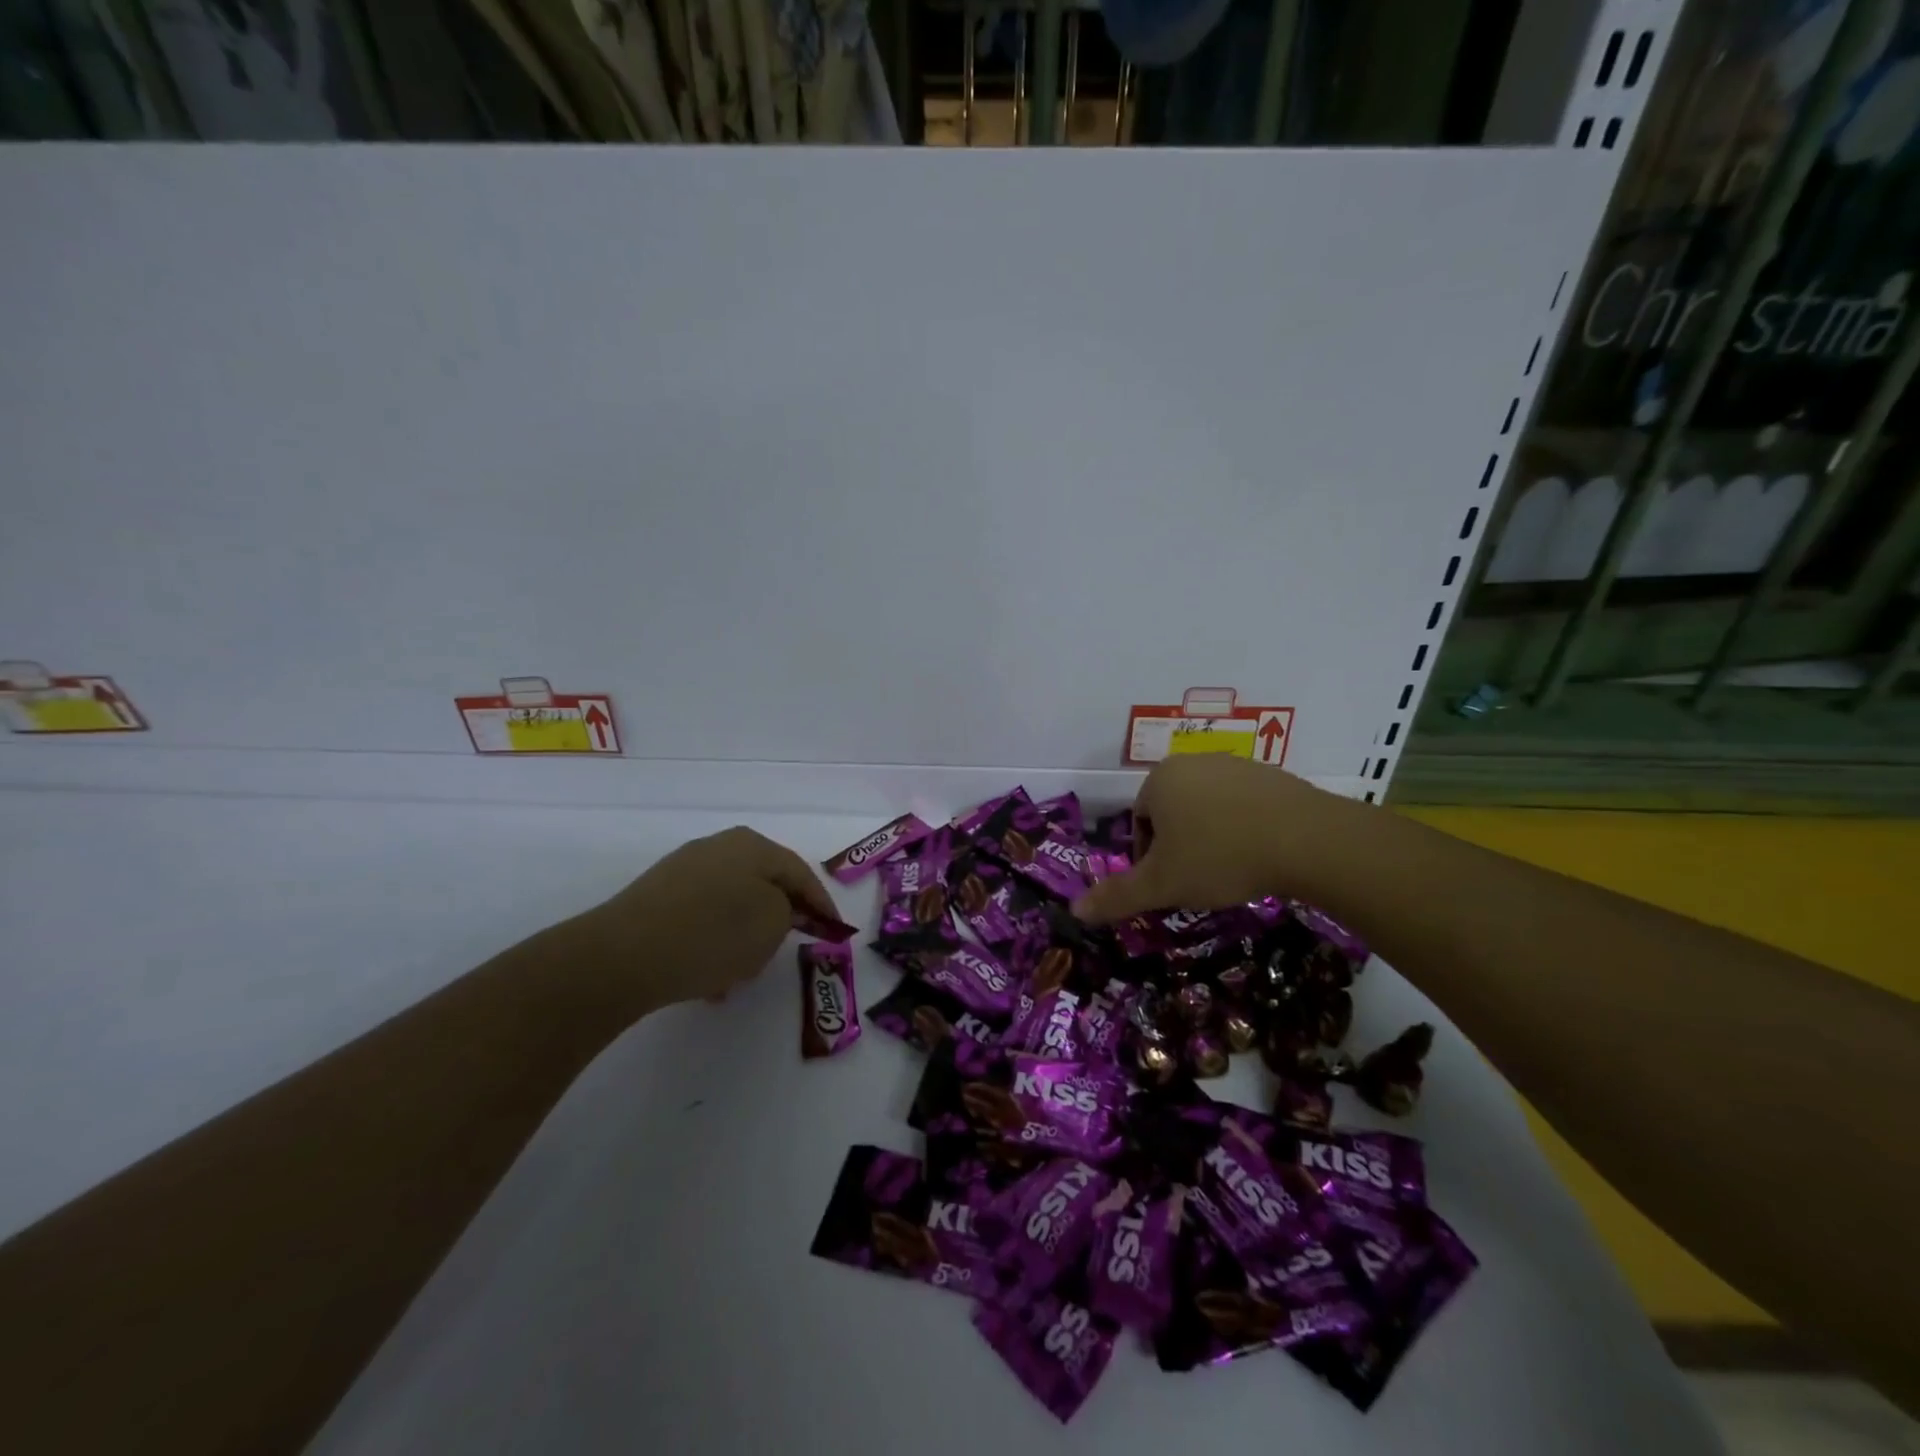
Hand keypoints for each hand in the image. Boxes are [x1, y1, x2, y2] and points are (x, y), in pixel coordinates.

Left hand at [573, 827, 837, 1018]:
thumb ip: (789, 913)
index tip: (834, 932)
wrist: (623, 955)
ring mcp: (682, 871)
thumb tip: (774, 911)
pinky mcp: (656, 898)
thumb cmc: (713, 934)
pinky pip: (701, 919)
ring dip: (743, 937)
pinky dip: (713, 944)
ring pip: (731, 905)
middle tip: (789, 948)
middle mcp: (717, 848)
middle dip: (778, 920)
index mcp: (752, 845)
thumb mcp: (772, 924)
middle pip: (764, 885)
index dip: (821, 904)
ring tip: (741, 975)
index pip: (800, 873)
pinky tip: (708, 980)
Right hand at [1072, 757, 1346, 923]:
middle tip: (1198, 880)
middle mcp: (1193, 762)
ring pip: (1208, 808)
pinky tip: (1260, 854)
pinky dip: (1244, 828)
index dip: (1149, 859)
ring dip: (1211, 837)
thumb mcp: (1162, 885)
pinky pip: (1244, 805)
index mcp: (1159, 779)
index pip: (1139, 821)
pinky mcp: (1273, 775)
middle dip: (1180, 846)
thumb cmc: (1220, 857)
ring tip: (1231, 871)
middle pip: (1172, 812)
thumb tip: (1074, 911)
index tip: (1170, 885)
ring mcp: (1236, 765)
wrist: (1308, 840)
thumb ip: (1116, 897)